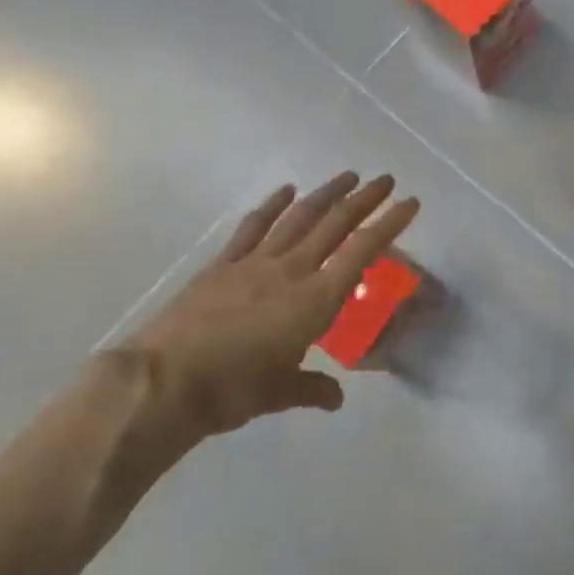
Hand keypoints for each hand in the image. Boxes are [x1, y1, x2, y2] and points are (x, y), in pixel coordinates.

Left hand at [126, 172, 419, 435]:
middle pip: (335, 224)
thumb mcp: (280, 393)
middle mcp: (292, 271)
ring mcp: (255, 263)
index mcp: (315, 300)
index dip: (389, 224)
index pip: (362, 252)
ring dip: (326, 193)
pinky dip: (273, 206)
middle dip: (365, 199)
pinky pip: (254, 228)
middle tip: (386, 180)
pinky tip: (287, 191)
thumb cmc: (232, 391)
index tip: (410, 203)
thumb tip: (335, 398)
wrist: (163, 383)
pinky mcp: (223, 264)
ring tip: (347, 177)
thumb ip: (312, 388)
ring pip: (299, 217)